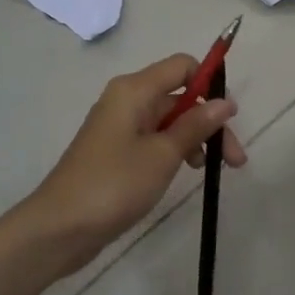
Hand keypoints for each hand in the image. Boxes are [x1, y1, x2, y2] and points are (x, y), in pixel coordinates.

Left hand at [25, 55, 245, 272]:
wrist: (60, 228)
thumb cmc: (114, 184)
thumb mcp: (163, 154)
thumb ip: (196, 125)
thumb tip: (225, 102)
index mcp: (134, 90)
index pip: (182, 66)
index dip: (209, 83)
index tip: (230, 116)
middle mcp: (126, 100)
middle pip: (179, 96)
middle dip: (209, 121)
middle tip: (235, 159)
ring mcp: (120, 127)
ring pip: (169, 120)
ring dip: (196, 139)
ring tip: (213, 171)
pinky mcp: (117, 152)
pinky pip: (155, 139)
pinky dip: (176, 151)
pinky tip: (187, 172)